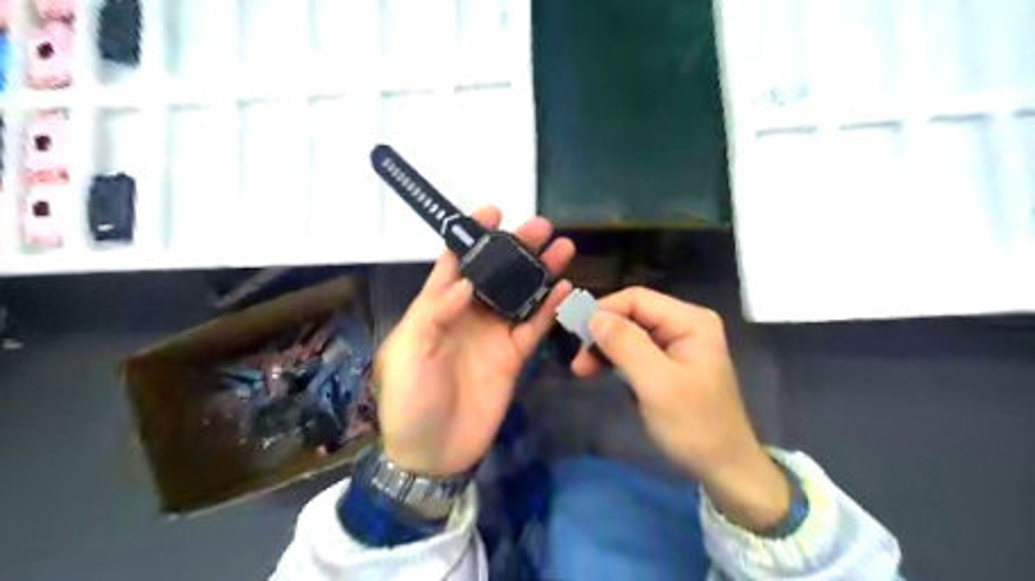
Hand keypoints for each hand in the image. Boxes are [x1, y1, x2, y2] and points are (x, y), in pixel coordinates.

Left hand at [376, 205, 578, 475]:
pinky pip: (534, 327)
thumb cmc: (409, 400)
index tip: (493, 211)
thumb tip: (466, 282)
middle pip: (496, 273)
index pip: (456, 263)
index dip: (473, 235)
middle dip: (516, 247)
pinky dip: (550, 308)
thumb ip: (434, 312)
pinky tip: (566, 289)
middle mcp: (468, 314)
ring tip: (562, 247)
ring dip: (540, 271)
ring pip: (520, 294)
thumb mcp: (408, 352)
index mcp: (437, 307)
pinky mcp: (514, 356)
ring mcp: (494, 334)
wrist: (433, 453)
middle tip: (540, 226)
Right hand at [570, 287, 789, 533]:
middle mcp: (684, 324)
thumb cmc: (694, 426)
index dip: (603, 311)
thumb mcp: (657, 384)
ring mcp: (677, 343)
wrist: (724, 469)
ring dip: (604, 347)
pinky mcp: (668, 362)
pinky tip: (600, 372)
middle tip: (578, 361)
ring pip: (629, 332)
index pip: (637, 299)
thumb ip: (626, 345)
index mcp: (690, 321)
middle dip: (602, 332)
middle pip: (632, 314)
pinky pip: (634, 349)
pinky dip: (614, 359)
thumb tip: (592, 316)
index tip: (575, 334)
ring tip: (582, 370)